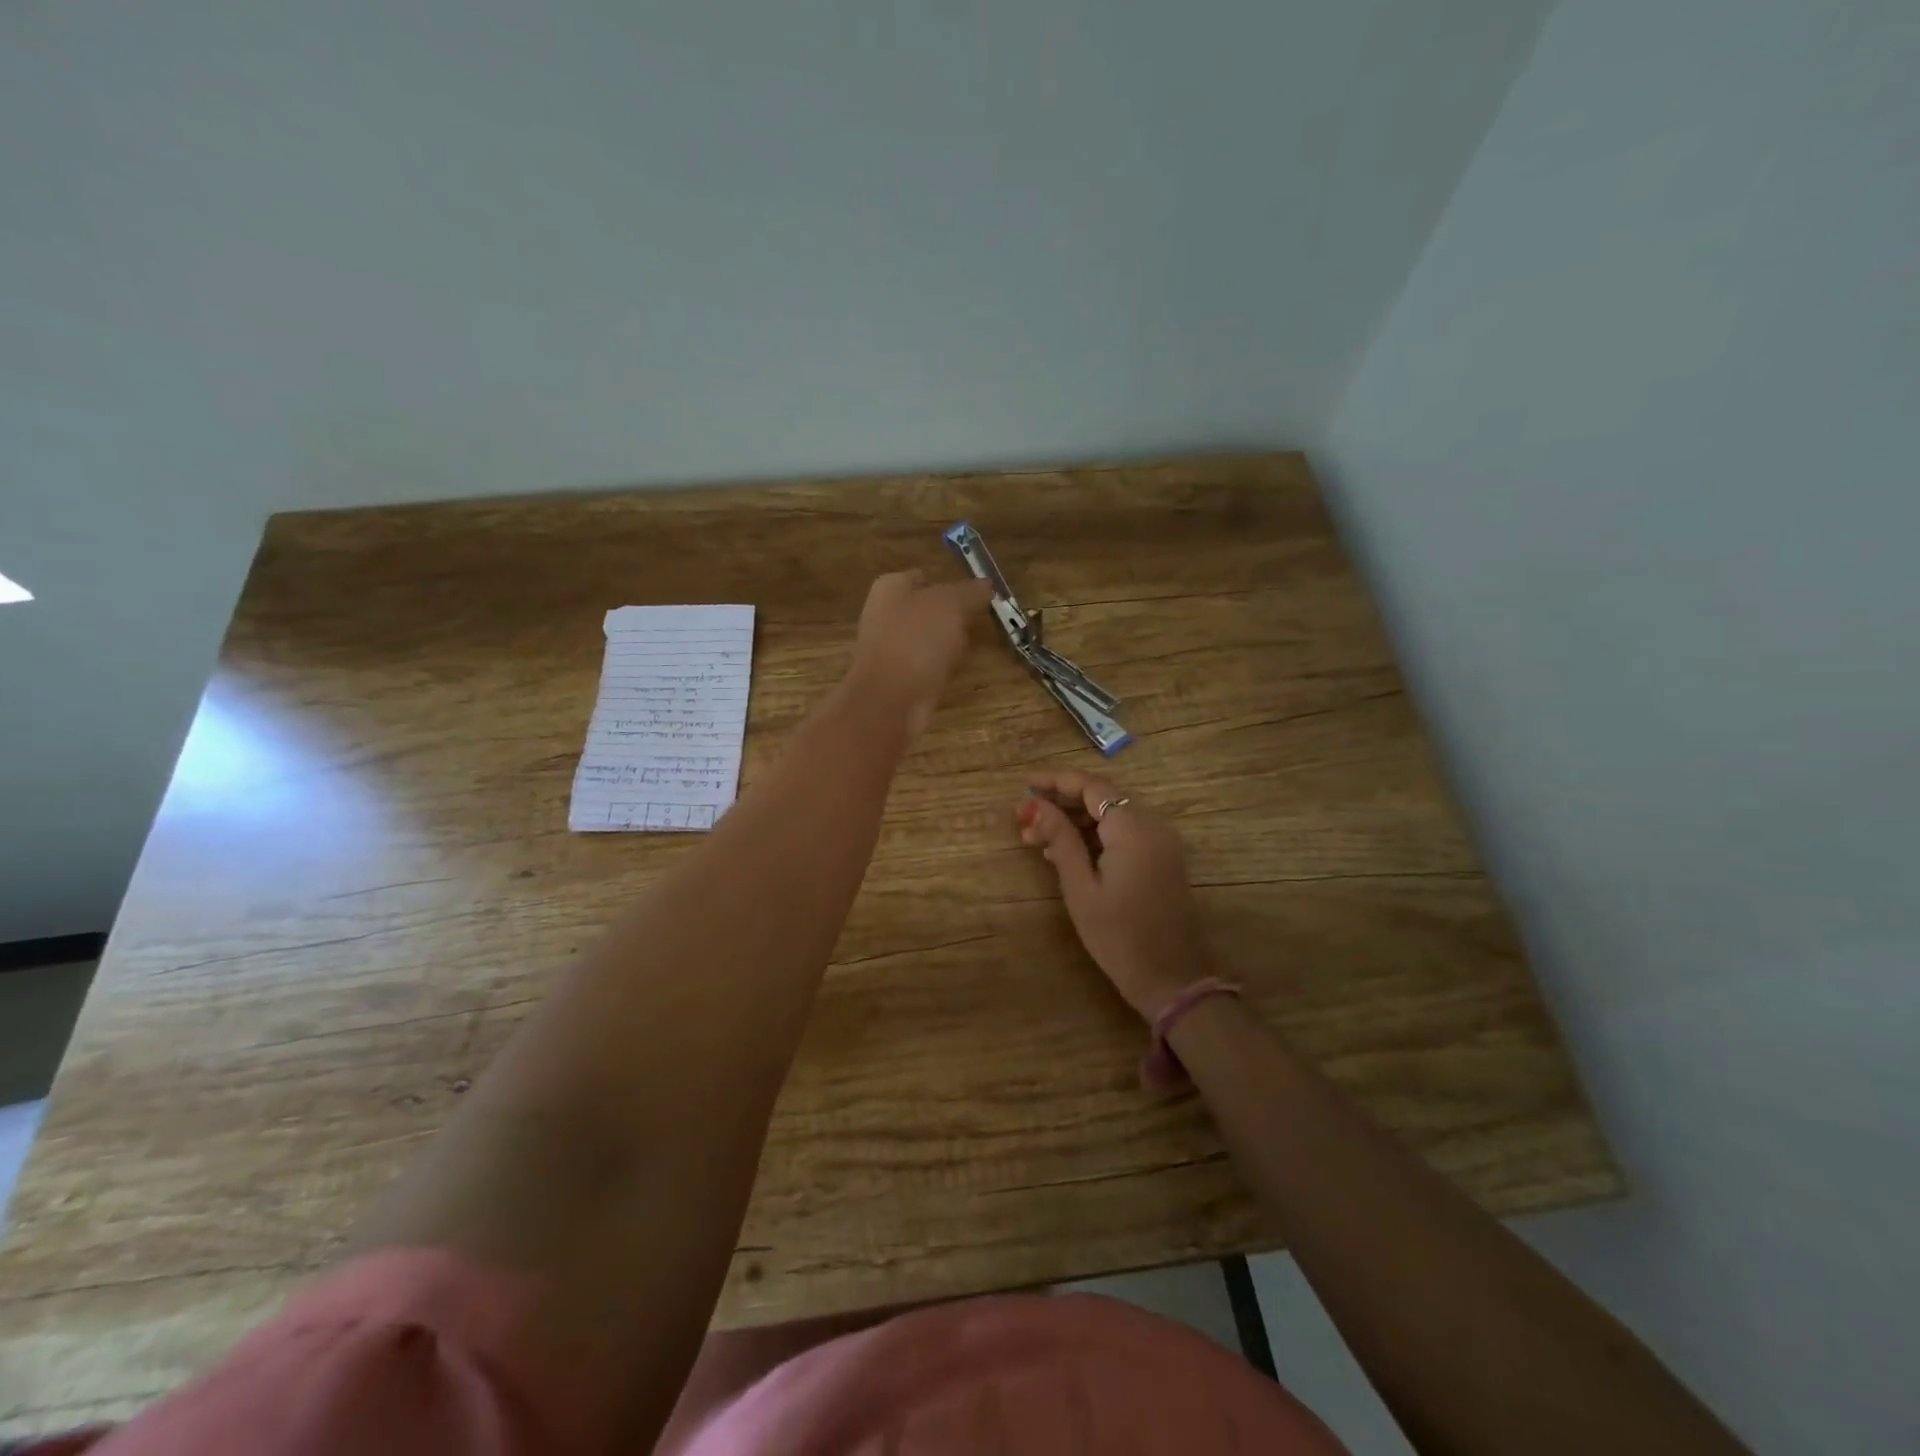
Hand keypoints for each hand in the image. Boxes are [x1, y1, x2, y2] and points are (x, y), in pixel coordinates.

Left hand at [845, 570, 993, 738]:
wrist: (890, 700)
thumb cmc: (918, 642)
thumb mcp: (952, 605)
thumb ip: (970, 592)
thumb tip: (987, 585)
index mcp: (890, 587)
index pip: (925, 577)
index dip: (952, 584)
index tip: (978, 597)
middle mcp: (883, 614)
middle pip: (926, 610)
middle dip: (952, 617)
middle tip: (976, 624)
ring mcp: (886, 648)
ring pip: (926, 639)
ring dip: (947, 645)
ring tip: (966, 650)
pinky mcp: (894, 678)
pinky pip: (924, 666)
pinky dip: (938, 668)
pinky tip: (951, 673)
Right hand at [1015, 771, 1208, 1020]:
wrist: (1170, 978)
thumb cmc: (1118, 936)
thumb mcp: (1081, 888)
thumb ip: (1061, 839)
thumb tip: (1036, 806)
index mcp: (1133, 829)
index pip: (1092, 786)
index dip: (1056, 781)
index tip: (1025, 786)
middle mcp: (1152, 826)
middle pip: (1102, 798)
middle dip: (1062, 803)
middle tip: (1023, 819)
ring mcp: (1161, 842)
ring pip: (1112, 816)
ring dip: (1075, 822)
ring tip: (1035, 839)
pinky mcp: (1161, 859)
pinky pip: (1124, 834)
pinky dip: (1094, 837)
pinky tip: (1062, 853)